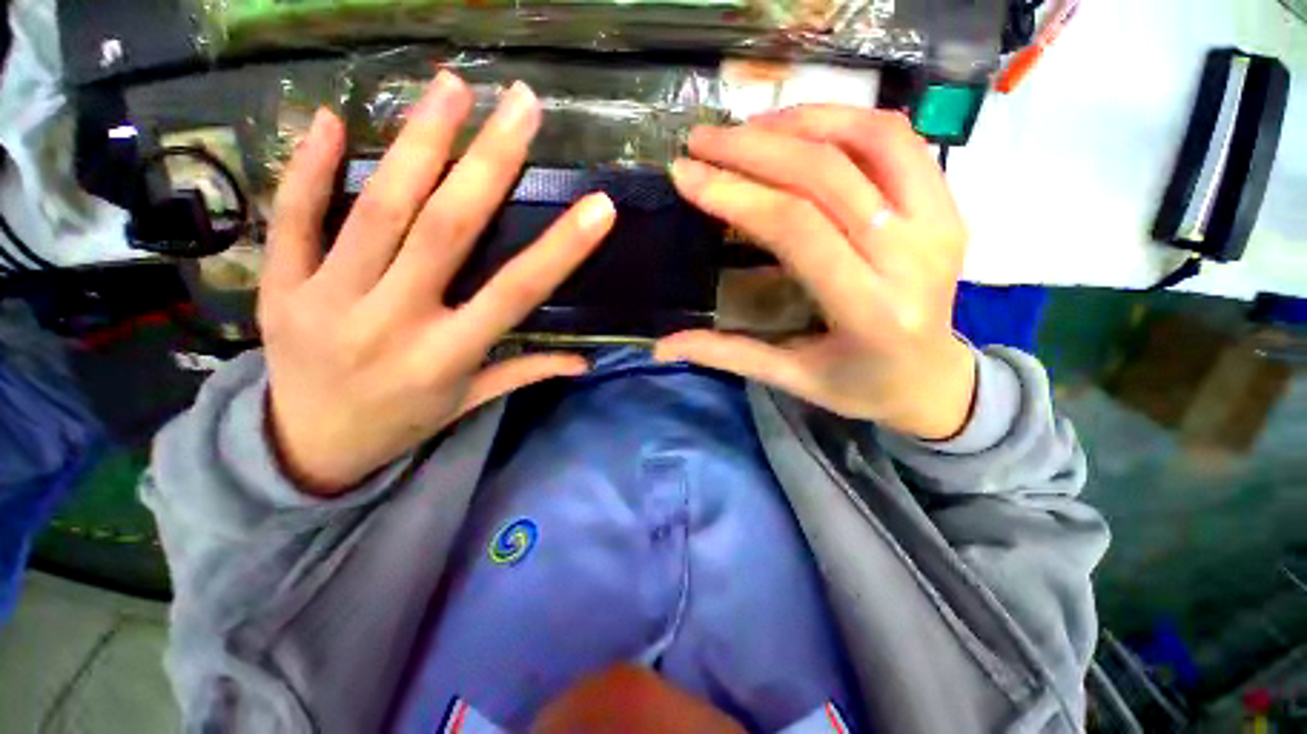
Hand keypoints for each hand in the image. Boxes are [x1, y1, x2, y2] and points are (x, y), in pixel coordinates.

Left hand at [259, 72, 614, 494]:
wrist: (308, 449)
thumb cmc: (403, 422)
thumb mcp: (470, 402)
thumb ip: (525, 372)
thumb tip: (584, 362)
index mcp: (447, 356)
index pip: (515, 292)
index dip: (560, 249)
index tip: (599, 207)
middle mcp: (391, 323)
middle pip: (445, 230)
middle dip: (489, 162)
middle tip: (519, 103)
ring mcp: (326, 301)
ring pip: (376, 210)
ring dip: (416, 142)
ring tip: (449, 87)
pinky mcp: (278, 289)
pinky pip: (291, 219)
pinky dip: (307, 167)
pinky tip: (328, 119)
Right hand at [656, 106, 975, 439]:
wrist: (933, 381)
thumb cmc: (858, 386)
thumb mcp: (789, 378)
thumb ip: (726, 354)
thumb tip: (662, 345)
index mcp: (869, 311)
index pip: (796, 228)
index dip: (735, 193)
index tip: (687, 174)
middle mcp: (914, 257)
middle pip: (827, 175)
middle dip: (754, 148)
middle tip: (701, 141)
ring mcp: (940, 223)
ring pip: (870, 139)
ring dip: (798, 123)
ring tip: (744, 129)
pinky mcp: (948, 205)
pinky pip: (896, 140)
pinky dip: (842, 121)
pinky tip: (797, 130)